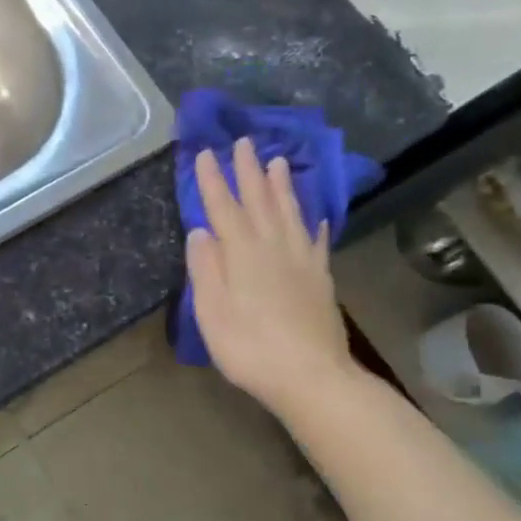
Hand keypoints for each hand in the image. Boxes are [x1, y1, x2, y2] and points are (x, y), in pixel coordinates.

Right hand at [186, 138, 361, 419]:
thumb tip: (199, 231)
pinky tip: (314, 216)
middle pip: (259, 201)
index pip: (223, 208)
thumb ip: (205, 268)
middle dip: (248, 171)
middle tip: (243, 142)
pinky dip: (313, 224)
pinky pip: (316, 241)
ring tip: (277, 162)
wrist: (312, 378)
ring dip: (281, 186)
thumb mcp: (211, 311)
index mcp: (242, 253)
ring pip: (290, 212)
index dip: (212, 180)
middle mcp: (273, 247)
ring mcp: (302, 261)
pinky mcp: (321, 278)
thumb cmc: (249, 347)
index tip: (204, 153)